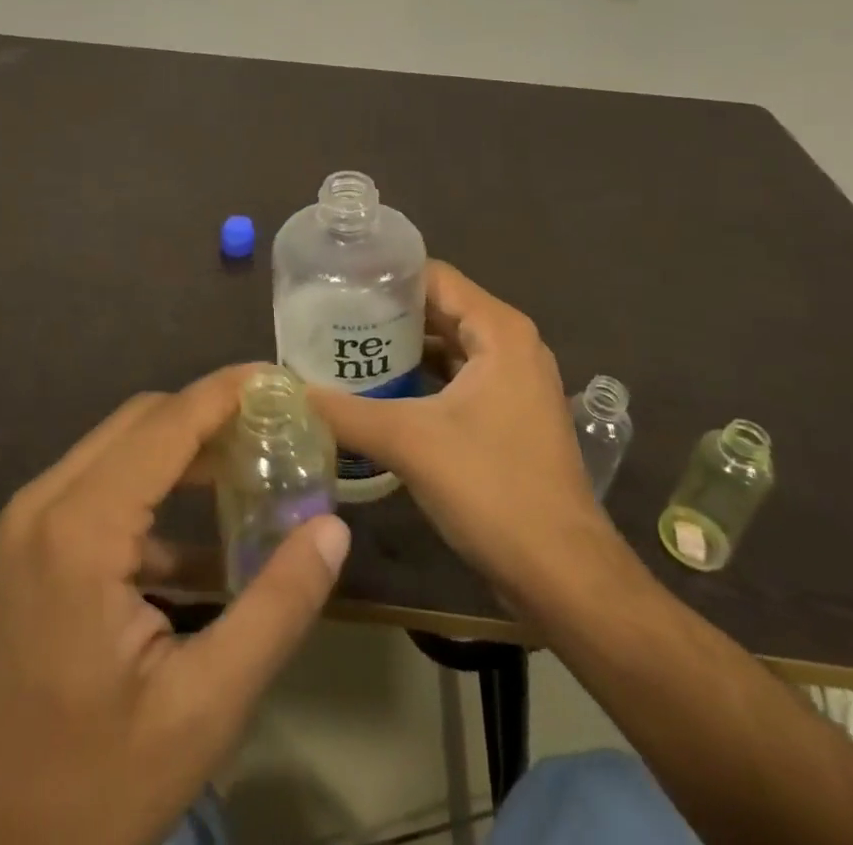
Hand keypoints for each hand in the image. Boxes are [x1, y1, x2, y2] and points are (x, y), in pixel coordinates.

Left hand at [0, 366, 351, 844]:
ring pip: (122, 445)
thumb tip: (331, 529)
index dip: (228, 392)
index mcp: (81, 529)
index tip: (284, 381)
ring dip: (187, 448)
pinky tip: (207, 536)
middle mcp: (46, 502)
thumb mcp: (203, 707)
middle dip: (212, 415)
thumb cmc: (92, 785)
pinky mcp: (31, 545)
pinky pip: (103, 485)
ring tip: (255, 467)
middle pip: (143, 420)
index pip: (167, 423)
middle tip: (279, 429)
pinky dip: (157, 488)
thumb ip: (275, 608)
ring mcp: (31, 521)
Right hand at [311, 262, 622, 612]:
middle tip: (329, 318)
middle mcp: (511, 345)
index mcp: (498, 330)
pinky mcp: (508, 416)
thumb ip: (345, 411)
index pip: (433, 276)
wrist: (563, 576)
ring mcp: (514, 382)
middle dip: (386, 313)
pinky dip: (420, 380)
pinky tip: (379, 393)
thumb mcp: (409, 442)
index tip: (335, 282)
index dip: (384, 276)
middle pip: (439, 308)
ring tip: (344, 351)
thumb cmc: (492, 489)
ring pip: (447, 346)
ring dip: (401, 349)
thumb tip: (289, 389)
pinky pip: (456, 379)